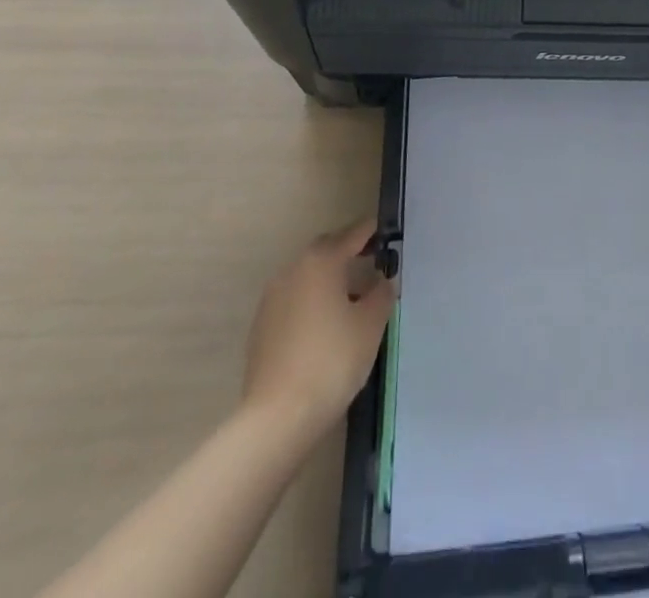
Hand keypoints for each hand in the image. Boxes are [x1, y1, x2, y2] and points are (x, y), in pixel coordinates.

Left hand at [240, 216, 395, 444]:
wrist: (277, 417)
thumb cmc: (332, 360)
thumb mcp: (371, 324)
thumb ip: (381, 294)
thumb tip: (382, 281)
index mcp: (321, 261)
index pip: (352, 234)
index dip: (372, 231)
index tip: (387, 232)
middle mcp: (293, 270)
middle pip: (326, 250)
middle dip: (348, 253)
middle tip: (372, 262)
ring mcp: (273, 298)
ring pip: (308, 276)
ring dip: (329, 279)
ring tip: (352, 298)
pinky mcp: (262, 326)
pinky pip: (294, 299)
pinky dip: (312, 301)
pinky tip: (326, 325)